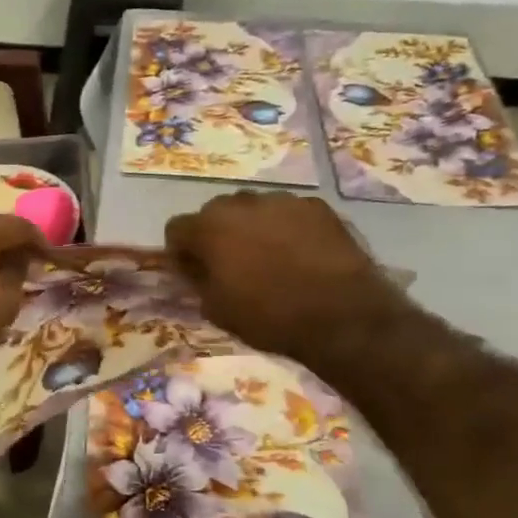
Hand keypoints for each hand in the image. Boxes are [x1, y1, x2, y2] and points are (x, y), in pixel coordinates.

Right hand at [165, 192, 409, 362]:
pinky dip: (286, 228)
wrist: (341, 315)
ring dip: (252, 228)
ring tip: (269, 258)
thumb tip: (194, 266)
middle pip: (215, 212)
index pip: (177, 228)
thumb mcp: (217, 309)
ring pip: (254, 209)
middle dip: (216, 234)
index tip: (193, 272)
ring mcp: (283, 200)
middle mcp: (242, 203)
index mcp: (210, 228)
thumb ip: (198, 280)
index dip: (181, 251)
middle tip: (231, 264)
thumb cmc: (269, 317)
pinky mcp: (317, 206)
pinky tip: (300, 255)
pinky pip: (288, 213)